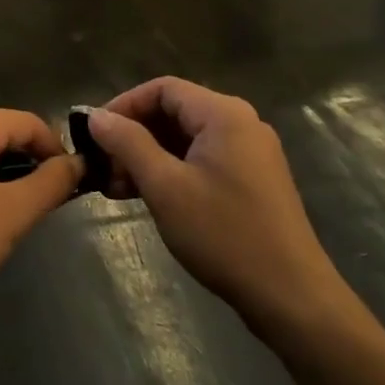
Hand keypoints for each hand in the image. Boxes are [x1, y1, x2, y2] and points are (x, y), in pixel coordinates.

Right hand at [88, 78, 354, 342]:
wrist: (291, 296)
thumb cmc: (223, 235)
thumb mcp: (165, 187)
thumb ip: (128, 144)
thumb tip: (96, 116)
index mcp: (224, 114)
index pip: (162, 88)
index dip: (123, 105)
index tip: (93, 133)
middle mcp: (240, 124)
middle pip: (174, 112)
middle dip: (133, 135)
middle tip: (101, 166)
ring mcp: (250, 153)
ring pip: (185, 139)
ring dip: (147, 156)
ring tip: (115, 187)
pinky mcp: (251, 180)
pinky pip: (201, 160)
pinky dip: (170, 171)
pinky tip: (146, 196)